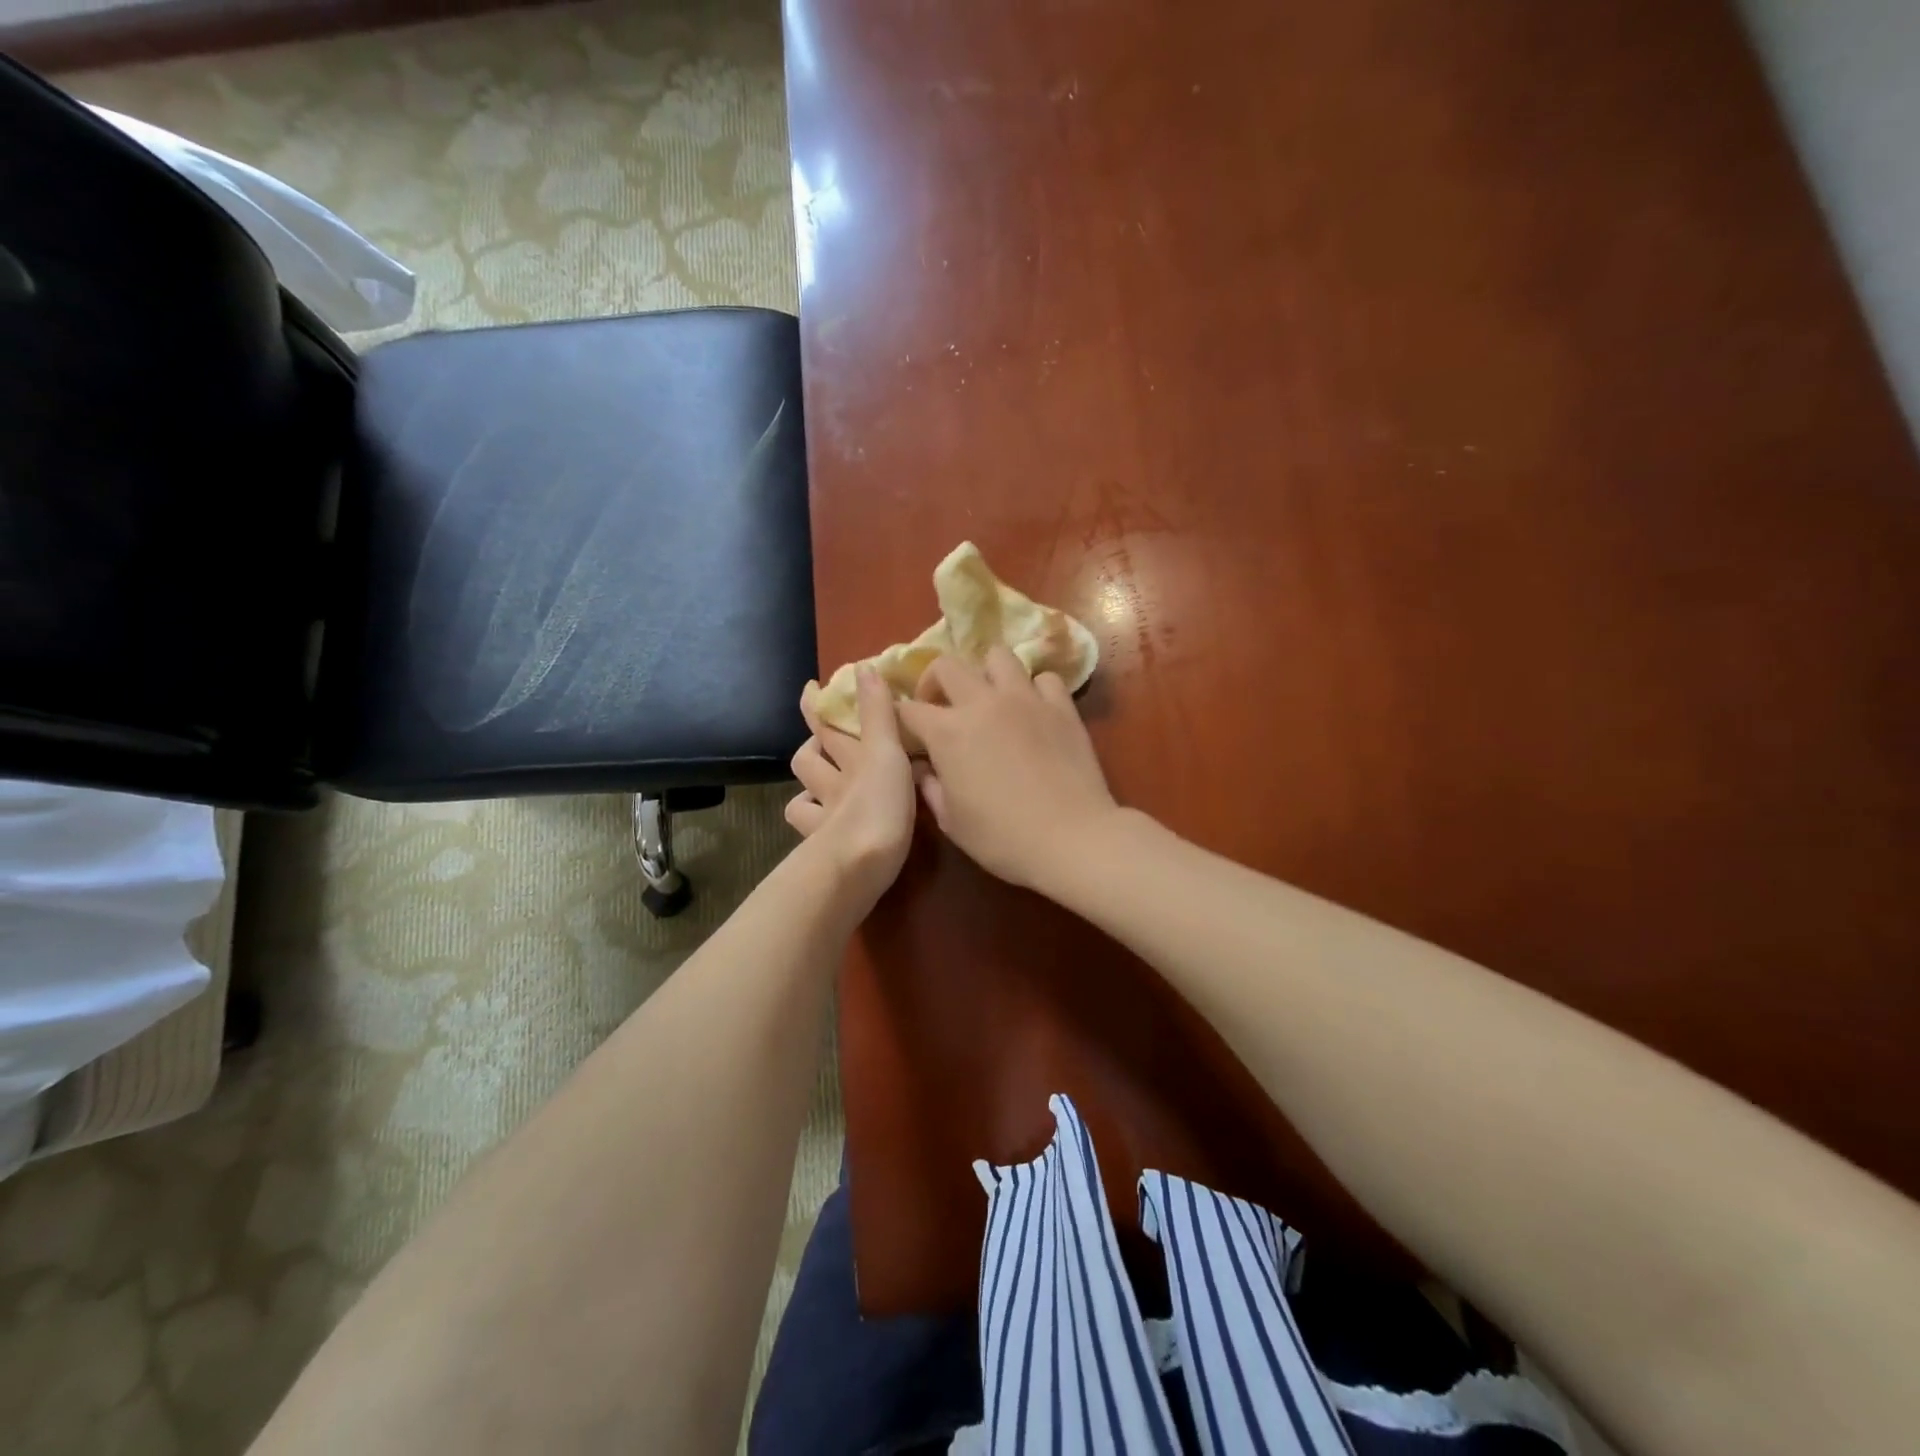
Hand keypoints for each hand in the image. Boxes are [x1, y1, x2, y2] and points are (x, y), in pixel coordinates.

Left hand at [786, 667, 917, 908]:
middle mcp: (831, 784)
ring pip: (804, 795)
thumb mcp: (886, 752)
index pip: (826, 723)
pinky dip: (814, 819)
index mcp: (851, 759)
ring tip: (826, 779)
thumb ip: (879, 713)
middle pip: (810, 758)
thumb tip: (863, 666)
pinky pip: (811, 829)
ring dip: (811, 784)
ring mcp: (824, 818)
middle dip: (815, 744)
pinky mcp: (825, 848)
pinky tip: (825, 819)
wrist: (858, 866)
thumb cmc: (879, 805)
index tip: (811, 687)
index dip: (816, 704)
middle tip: (826, 735)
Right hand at [896, 646, 1119, 892]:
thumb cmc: (1002, 838)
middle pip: (947, 665)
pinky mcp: (1062, 706)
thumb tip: (923, 768)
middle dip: (934, 681)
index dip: (900, 718)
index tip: (905, 732)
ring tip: (990, 698)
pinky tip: (1034, 711)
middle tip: (941, 707)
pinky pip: (1044, 678)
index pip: (908, 709)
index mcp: (947, 732)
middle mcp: (983, 703)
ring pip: (998, 656)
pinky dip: (1034, 689)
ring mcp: (1026, 699)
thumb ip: (931, 788)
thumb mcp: (952, 822)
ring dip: (986, 673)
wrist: (1071, 838)